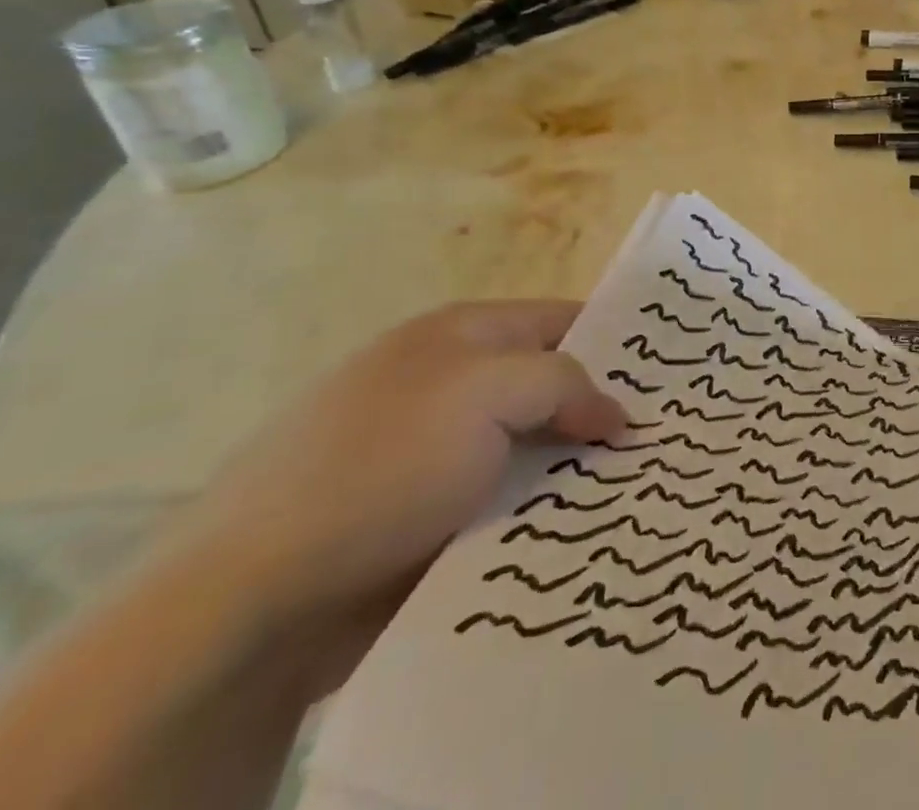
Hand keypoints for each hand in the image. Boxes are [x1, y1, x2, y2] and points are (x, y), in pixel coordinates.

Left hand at [158, 301, 622, 692]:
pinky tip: (582, 533)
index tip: (671, 375)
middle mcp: (450, 384)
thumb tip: (617, 414)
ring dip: (576, 471)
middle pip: (550, 387)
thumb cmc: (382, 465)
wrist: (248, 599)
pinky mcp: (425, 519)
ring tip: (639, 492)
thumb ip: (565, 383)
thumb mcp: (487, 393)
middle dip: (603, 413)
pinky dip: (542, 515)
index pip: (562, 319)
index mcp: (459, 334)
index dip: (618, 340)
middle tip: (665, 441)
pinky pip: (505, 504)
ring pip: (534, 452)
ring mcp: (435, 454)